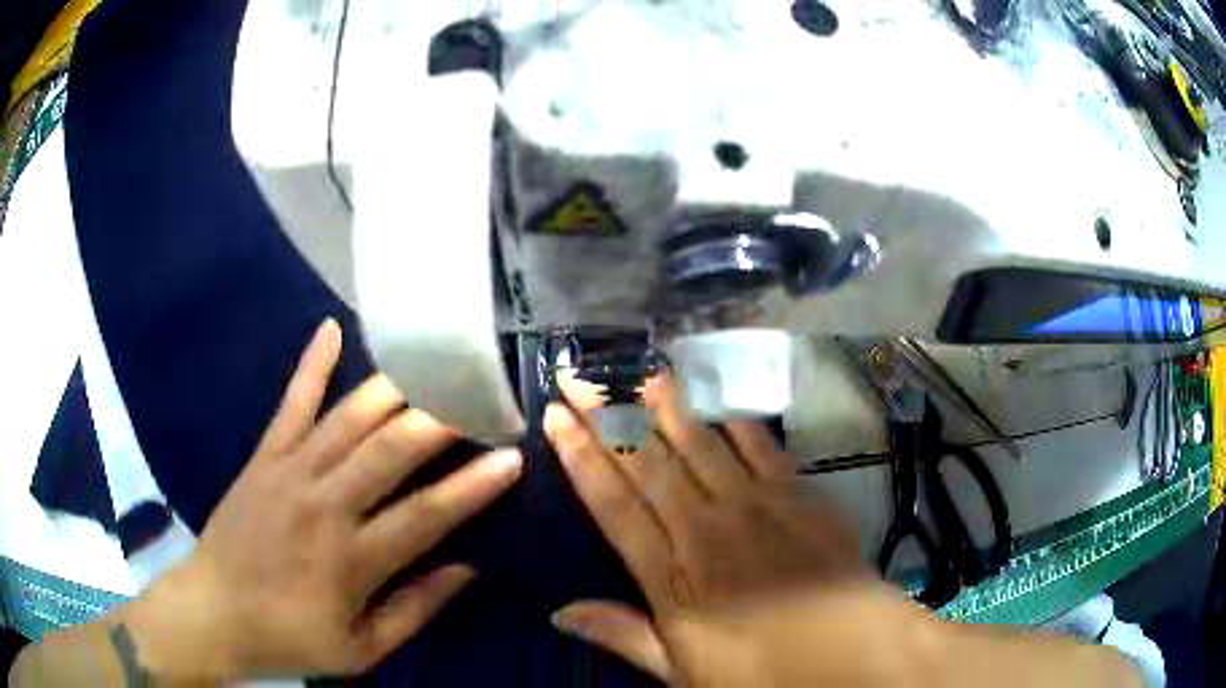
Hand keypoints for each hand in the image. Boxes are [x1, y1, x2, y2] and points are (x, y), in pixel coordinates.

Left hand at [123, 319, 522, 678]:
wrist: (214, 610)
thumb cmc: (290, 637)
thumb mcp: (362, 649)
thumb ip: (416, 610)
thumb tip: (468, 569)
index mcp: (352, 559)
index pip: (426, 514)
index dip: (474, 486)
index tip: (513, 458)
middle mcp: (324, 504)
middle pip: (392, 450)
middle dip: (443, 420)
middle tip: (482, 397)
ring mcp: (290, 471)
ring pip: (350, 418)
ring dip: (396, 389)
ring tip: (436, 365)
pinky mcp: (264, 455)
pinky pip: (291, 402)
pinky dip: (312, 364)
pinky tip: (332, 327)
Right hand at [544, 373, 869, 682]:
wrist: (852, 653)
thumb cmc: (762, 672)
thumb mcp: (682, 671)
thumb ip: (623, 635)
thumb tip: (559, 613)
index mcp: (672, 575)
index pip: (613, 505)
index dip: (580, 458)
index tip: (554, 418)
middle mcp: (707, 527)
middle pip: (648, 461)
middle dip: (607, 414)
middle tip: (579, 375)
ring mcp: (757, 505)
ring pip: (700, 443)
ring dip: (666, 404)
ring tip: (639, 369)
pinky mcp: (799, 495)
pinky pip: (761, 447)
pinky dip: (736, 422)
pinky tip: (718, 403)